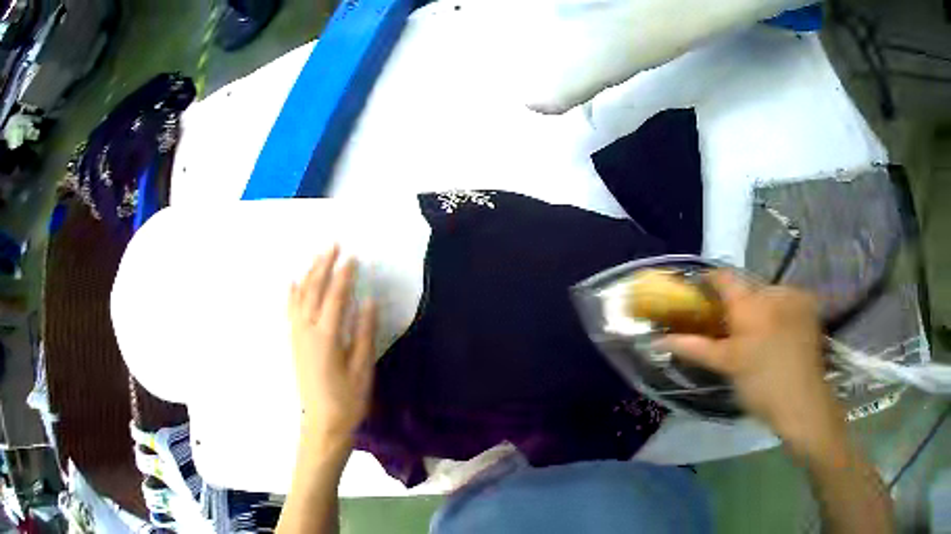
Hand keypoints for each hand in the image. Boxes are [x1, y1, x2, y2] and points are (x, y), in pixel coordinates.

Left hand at [288, 246, 375, 450]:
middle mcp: (307, 331)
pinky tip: (292, 282)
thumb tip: (369, 301)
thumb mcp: (362, 368)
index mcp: (326, 337)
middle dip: (323, 266)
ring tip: (318, 256)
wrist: (322, 424)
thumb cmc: (347, 400)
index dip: (344, 276)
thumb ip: (364, 333)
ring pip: (300, 297)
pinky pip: (290, 311)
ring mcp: (297, 336)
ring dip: (309, 274)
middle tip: (333, 244)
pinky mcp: (294, 343)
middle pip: (314, 291)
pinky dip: (291, 294)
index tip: (353, 256)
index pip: (335, 297)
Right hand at [662, 271, 844, 453]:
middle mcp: (774, 290)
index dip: (708, 281)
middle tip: (727, 326)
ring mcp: (795, 296)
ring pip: (767, 293)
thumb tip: (659, 340)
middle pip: (746, 286)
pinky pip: (785, 300)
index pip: (724, 277)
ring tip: (755, 334)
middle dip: (735, 302)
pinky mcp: (809, 307)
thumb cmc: (761, 385)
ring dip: (758, 307)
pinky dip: (777, 310)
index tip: (699, 295)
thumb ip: (695, 347)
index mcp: (751, 303)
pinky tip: (777, 333)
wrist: (803, 402)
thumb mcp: (726, 366)